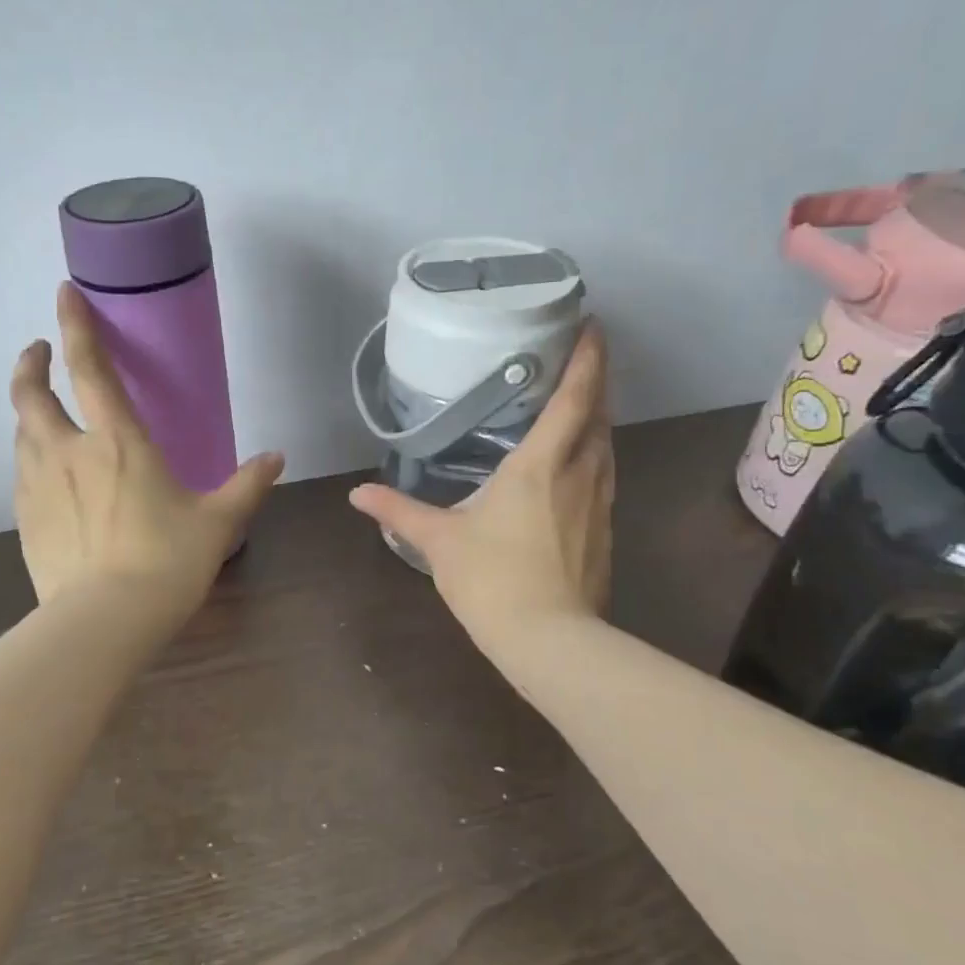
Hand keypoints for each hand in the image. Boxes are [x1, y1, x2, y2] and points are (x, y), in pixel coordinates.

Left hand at [10, 283, 284, 625]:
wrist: (105, 621)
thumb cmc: (166, 561)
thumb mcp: (217, 522)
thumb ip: (247, 485)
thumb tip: (276, 458)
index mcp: (118, 442)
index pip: (90, 369)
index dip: (76, 326)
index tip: (64, 293)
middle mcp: (68, 452)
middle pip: (32, 395)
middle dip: (31, 365)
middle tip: (39, 353)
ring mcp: (38, 486)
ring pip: (21, 433)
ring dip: (29, 413)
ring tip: (43, 412)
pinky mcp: (24, 520)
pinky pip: (22, 474)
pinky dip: (31, 458)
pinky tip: (46, 474)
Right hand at [348, 321, 613, 650]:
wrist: (549, 640)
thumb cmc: (493, 579)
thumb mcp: (439, 541)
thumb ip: (398, 511)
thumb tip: (357, 494)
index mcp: (540, 464)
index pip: (574, 398)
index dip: (587, 358)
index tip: (592, 324)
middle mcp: (580, 473)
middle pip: (599, 414)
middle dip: (596, 379)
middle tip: (582, 354)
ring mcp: (599, 502)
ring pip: (606, 445)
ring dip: (598, 416)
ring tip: (581, 400)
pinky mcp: (606, 530)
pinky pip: (604, 474)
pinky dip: (595, 452)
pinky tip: (578, 462)